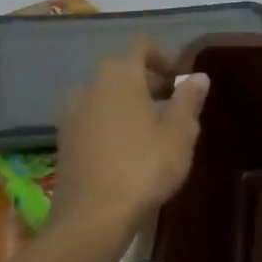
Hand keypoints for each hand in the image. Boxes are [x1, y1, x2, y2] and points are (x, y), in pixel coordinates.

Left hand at [53, 39, 208, 231]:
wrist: (92, 216)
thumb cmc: (144, 166)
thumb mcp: (179, 133)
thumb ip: (188, 100)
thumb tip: (198, 76)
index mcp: (119, 75)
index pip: (141, 45)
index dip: (163, 56)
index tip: (181, 80)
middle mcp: (90, 86)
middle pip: (122, 71)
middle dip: (148, 83)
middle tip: (173, 107)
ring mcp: (71, 114)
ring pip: (105, 97)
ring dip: (127, 105)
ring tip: (151, 130)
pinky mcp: (64, 142)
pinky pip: (92, 120)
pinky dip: (110, 125)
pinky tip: (127, 152)